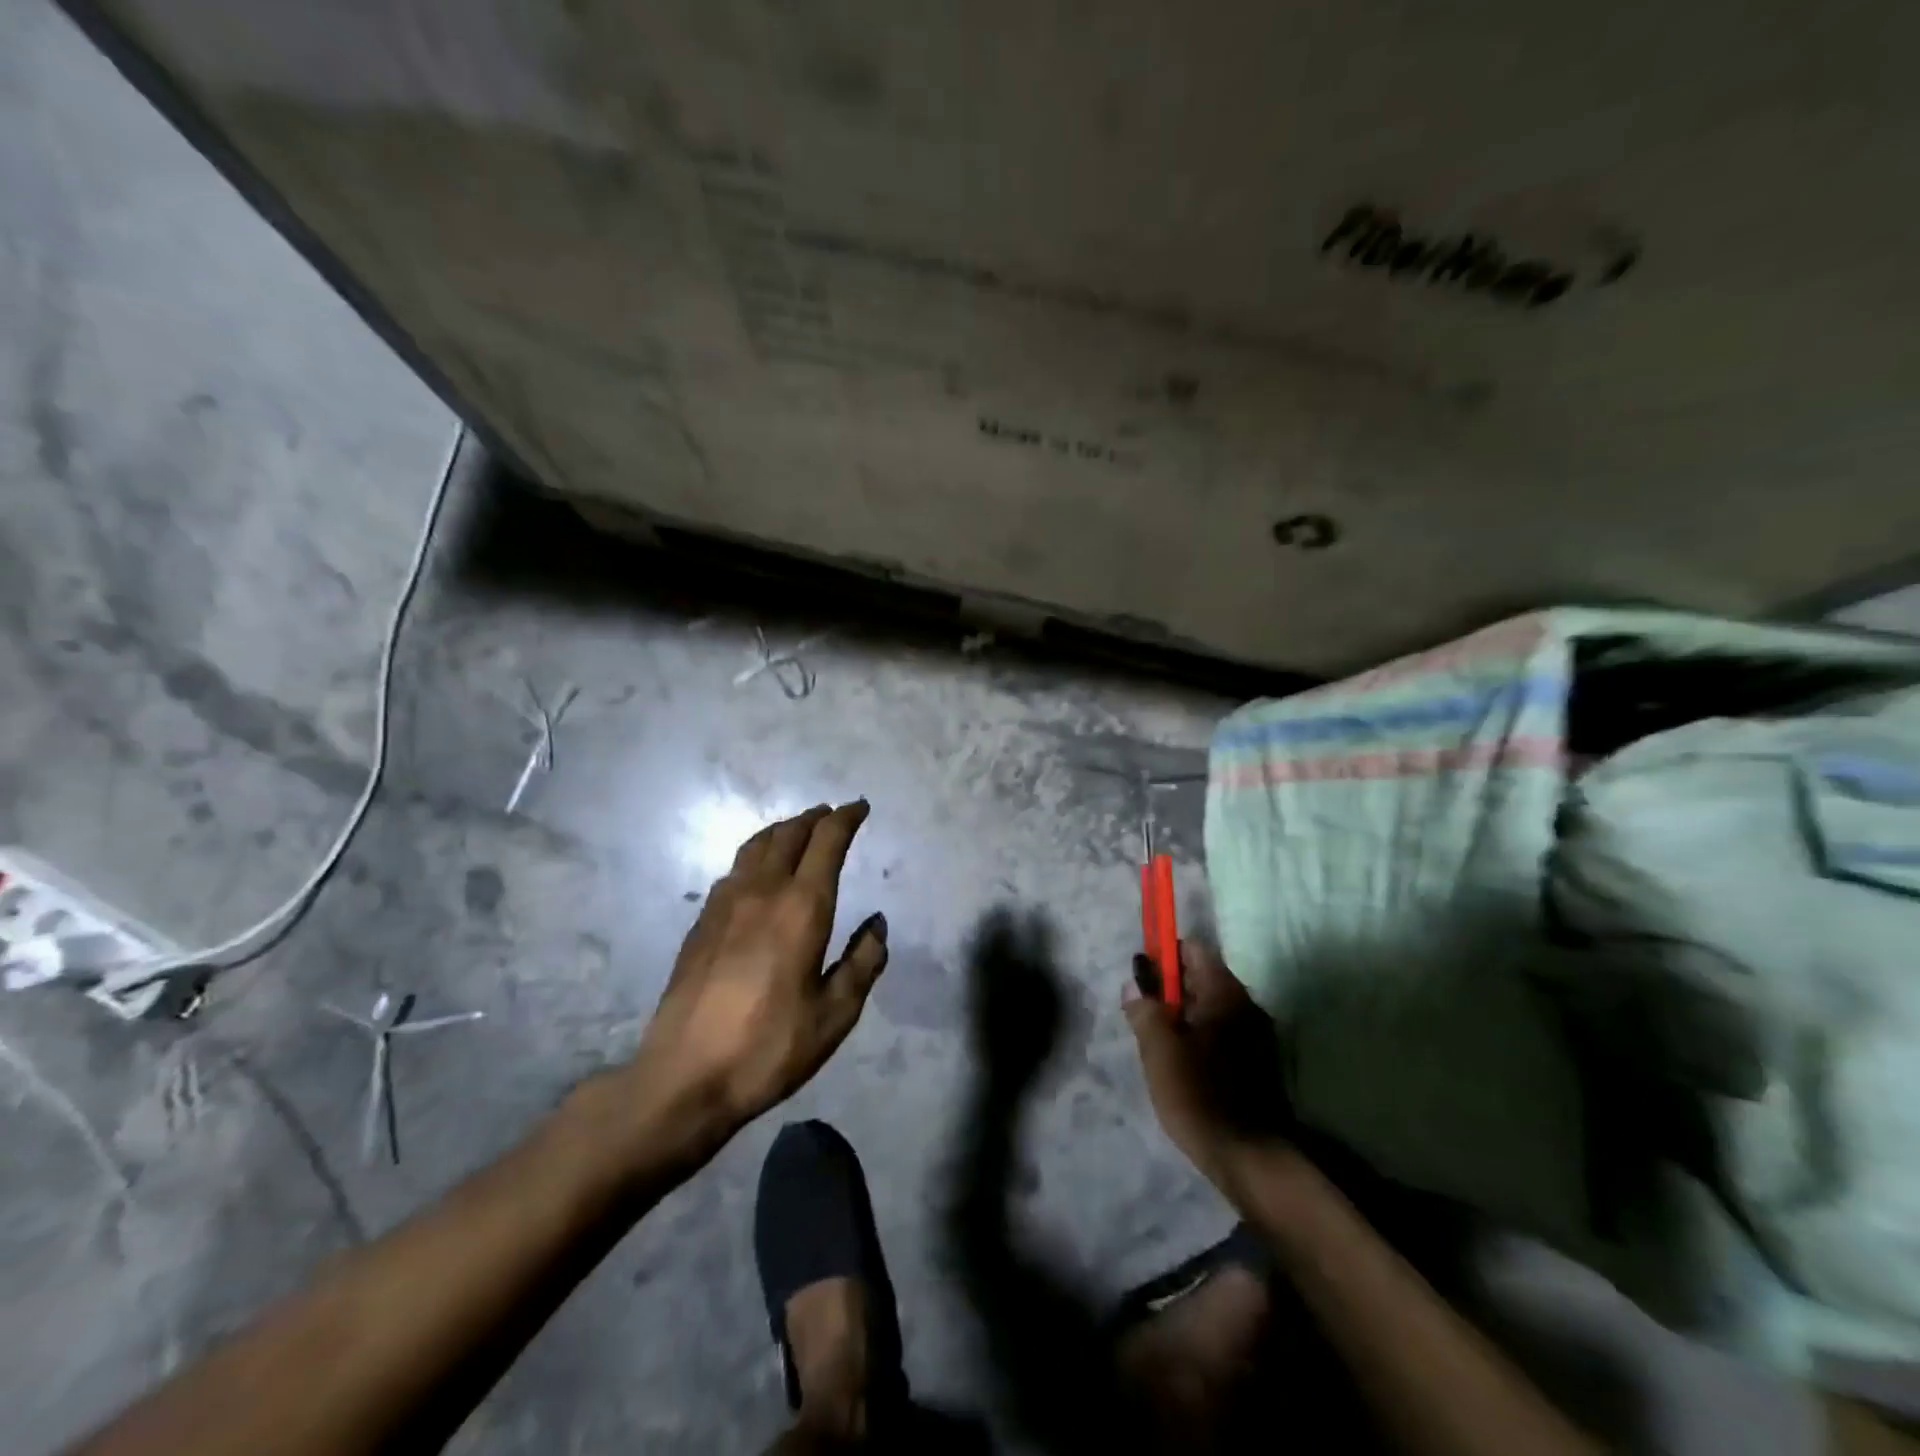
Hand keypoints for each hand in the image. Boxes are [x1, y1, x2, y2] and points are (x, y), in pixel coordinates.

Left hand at [627, 802, 888, 1141]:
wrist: (683, 1076)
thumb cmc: (769, 1046)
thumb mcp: (835, 1015)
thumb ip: (863, 963)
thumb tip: (877, 925)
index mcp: (801, 907)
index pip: (826, 842)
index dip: (846, 819)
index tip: (860, 808)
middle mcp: (762, 891)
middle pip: (789, 834)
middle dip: (814, 818)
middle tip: (832, 814)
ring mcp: (724, 904)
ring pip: (756, 846)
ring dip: (782, 830)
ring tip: (797, 831)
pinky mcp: (700, 923)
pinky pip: (734, 870)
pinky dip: (756, 855)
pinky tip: (757, 874)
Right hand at [1123, 940, 1290, 1201]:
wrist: (1250, 1158)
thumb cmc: (1200, 1094)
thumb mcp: (1159, 1049)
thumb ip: (1144, 1009)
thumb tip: (1134, 984)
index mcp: (1224, 993)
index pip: (1193, 950)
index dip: (1164, 955)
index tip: (1141, 975)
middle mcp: (1246, 1005)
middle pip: (1202, 976)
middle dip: (1169, 987)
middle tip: (1142, 1011)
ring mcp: (1256, 1034)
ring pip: (1210, 1007)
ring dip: (1182, 1015)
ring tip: (1156, 1040)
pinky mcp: (1257, 1062)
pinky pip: (1220, 1032)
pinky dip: (1198, 1035)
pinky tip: (1180, 1062)